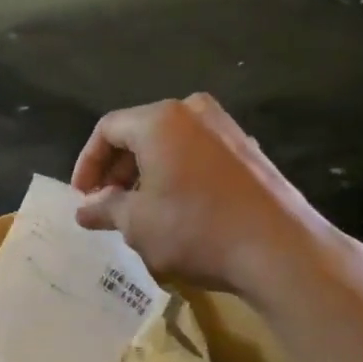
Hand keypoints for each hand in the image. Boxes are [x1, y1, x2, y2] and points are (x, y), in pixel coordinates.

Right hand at [70, 94, 322, 291]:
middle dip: (117, 170)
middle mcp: (194, 111)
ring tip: (138, 211)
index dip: (87, 164)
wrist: (279, 250)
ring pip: (170, 144)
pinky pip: (198, 155)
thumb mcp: (137, 223)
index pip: (108, 129)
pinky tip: (177, 210)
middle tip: (107, 206)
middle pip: (140, 132)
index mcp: (160, 120)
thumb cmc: (195, 230)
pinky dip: (177, 176)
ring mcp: (227, 129)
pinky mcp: (249, 152)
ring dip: (146, 174)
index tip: (83, 198)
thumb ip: (105, 209)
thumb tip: (85, 209)